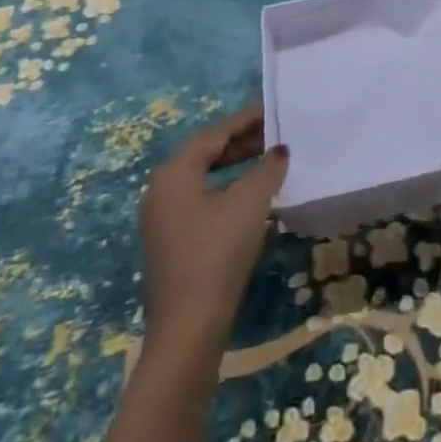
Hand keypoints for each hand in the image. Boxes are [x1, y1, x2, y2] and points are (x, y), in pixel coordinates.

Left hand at [140, 105, 287, 357]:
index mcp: (174, 172)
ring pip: (204, 179)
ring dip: (236, 167)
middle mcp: (161, 190)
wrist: (188, 330)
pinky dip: (226, 191)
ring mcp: (162, 220)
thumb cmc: (217, 253)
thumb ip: (267, 168)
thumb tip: (279, 150)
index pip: (215, 133)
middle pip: (206, 153)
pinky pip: (201, 202)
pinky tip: (251, 200)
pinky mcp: (171, 245)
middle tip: (275, 134)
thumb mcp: (250, 202)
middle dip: (241, 142)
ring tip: (267, 162)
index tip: (273, 110)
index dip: (246, 119)